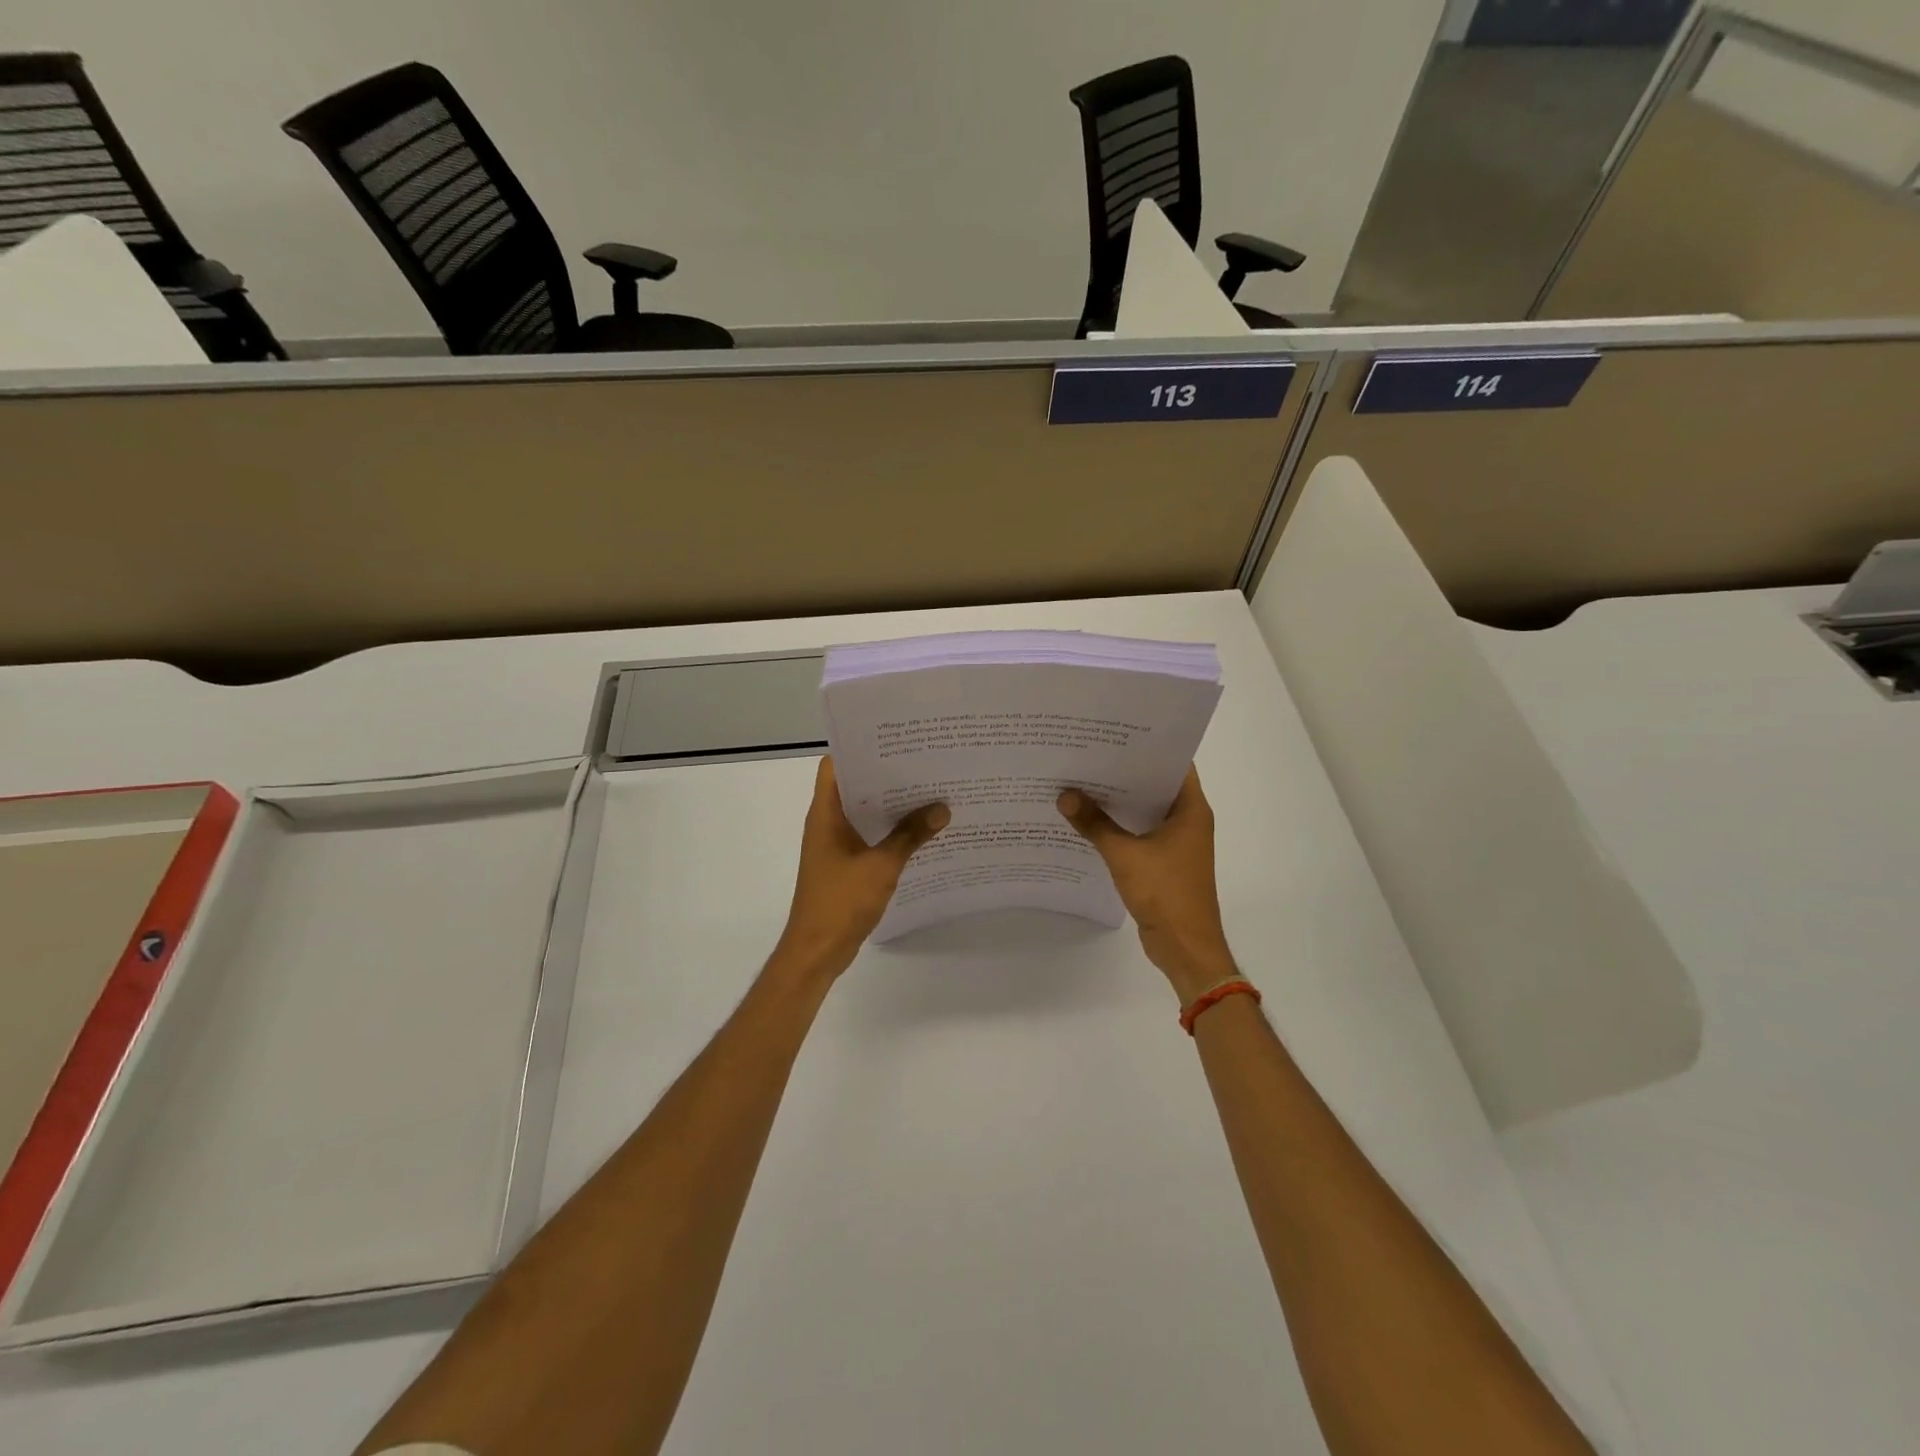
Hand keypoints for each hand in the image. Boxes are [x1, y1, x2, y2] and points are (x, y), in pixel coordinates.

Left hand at [772, 757, 949, 984]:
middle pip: (855, 786)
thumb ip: (911, 835)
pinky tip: (920, 831)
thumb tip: (942, 808)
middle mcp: (827, 822)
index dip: (860, 748)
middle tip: (924, 762)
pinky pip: (869, 836)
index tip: (894, 740)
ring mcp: (835, 844)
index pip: (836, 765)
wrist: (817, 950)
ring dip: (890, 805)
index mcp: (826, 813)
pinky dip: (890, 831)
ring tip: (929, 791)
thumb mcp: (881, 866)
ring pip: (864, 813)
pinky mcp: (845, 864)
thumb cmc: (841, 901)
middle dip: (886, 775)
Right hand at [1057, 768, 1236, 1001]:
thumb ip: (1094, 824)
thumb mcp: (1124, 855)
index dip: (1146, 747)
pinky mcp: (1165, 862)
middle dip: (1125, 772)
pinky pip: (1141, 833)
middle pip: (1156, 785)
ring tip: (1083, 781)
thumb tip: (1065, 796)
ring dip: (1120, 801)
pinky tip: (1090, 820)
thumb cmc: (1165, 892)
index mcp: (1191, 809)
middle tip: (1089, 754)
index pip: (1173, 763)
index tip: (1114, 734)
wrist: (1186, 946)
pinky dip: (1120, 826)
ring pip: (1146, 811)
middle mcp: (1188, 820)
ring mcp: (1178, 843)